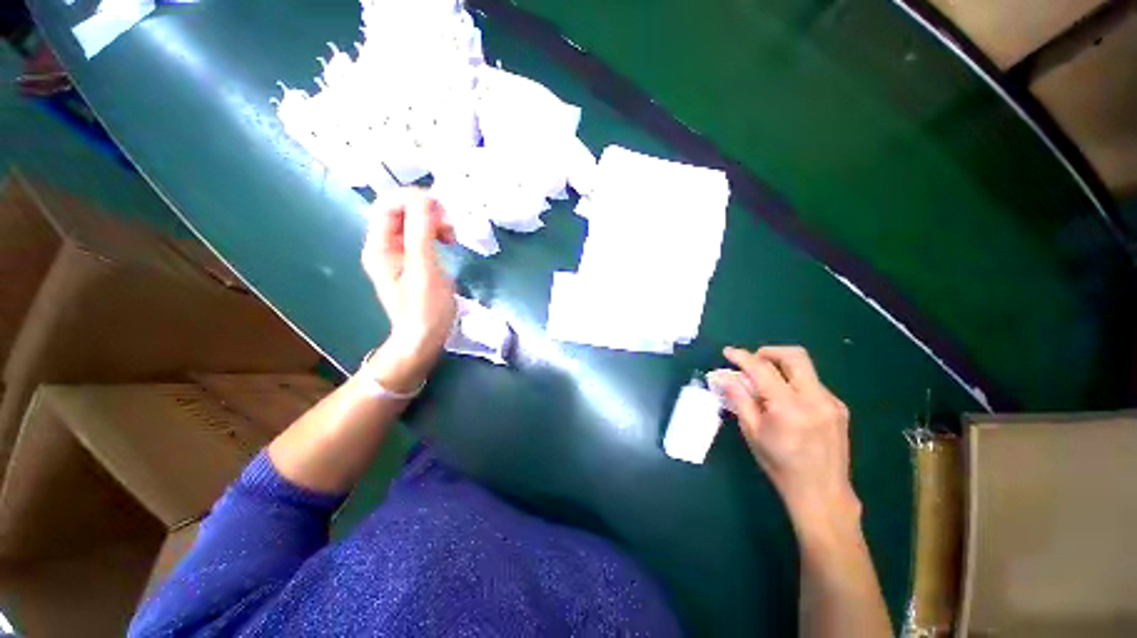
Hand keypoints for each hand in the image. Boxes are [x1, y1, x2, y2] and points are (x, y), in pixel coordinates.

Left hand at [361, 189, 456, 392]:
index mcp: (380, 247)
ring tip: (452, 237)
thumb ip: (422, 231)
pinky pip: (421, 236)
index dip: (413, 198)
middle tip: (450, 226)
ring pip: (413, 222)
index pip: (387, 205)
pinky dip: (436, 233)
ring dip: (434, 222)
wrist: (424, 338)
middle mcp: (384, 246)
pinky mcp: (412, 261)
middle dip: (427, 211)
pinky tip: (447, 242)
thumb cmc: (426, 308)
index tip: (442, 208)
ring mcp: (398, 254)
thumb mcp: (425, 268)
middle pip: (400, 211)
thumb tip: (425, 198)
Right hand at [711, 346, 860, 535]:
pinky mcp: (839, 408)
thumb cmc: (780, 464)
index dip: (742, 357)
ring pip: (805, 368)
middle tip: (753, 361)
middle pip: (795, 356)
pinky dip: (794, 383)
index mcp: (789, 407)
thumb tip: (723, 376)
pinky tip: (785, 401)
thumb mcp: (752, 431)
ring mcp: (832, 402)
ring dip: (781, 368)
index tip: (728, 352)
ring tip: (766, 384)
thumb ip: (739, 398)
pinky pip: (813, 383)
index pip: (762, 369)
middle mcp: (815, 398)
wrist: (822, 493)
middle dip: (769, 351)